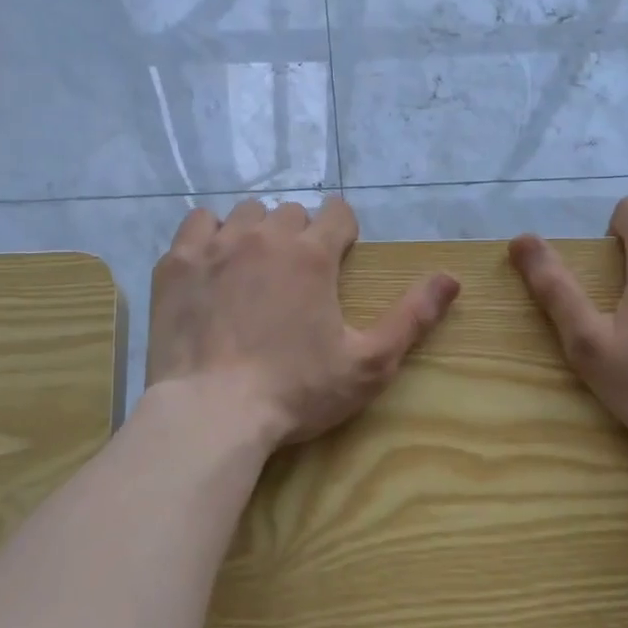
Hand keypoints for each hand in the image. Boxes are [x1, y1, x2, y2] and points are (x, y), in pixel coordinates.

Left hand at [147, 197, 460, 447]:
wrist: (211, 414)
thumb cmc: (296, 392)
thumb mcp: (368, 363)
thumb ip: (412, 316)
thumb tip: (451, 277)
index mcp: (312, 254)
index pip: (337, 213)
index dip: (343, 231)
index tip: (339, 256)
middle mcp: (264, 236)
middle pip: (291, 213)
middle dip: (301, 235)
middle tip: (297, 277)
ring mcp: (215, 245)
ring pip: (245, 214)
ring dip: (257, 233)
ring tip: (254, 270)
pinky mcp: (176, 263)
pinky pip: (197, 224)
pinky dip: (210, 237)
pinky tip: (212, 267)